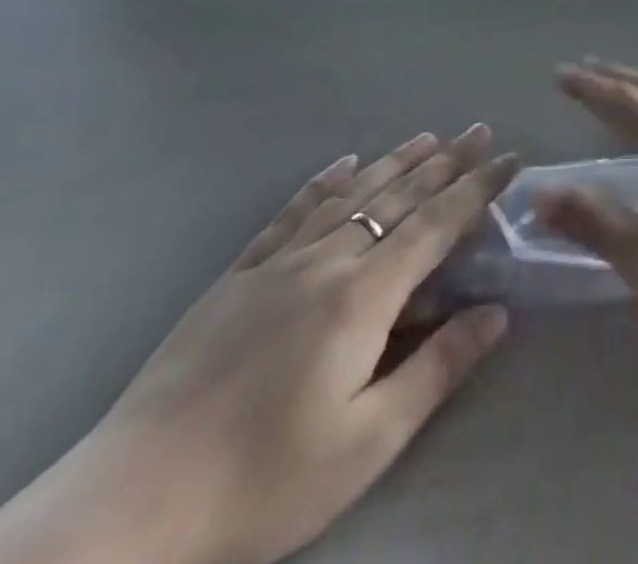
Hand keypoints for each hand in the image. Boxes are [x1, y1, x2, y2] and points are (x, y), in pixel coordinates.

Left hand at [0, 128, 518, 563]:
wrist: (127, 507)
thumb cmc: (262, 482)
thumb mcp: (367, 441)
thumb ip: (437, 367)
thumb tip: (497, 311)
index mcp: (363, 295)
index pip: (436, 224)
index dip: (477, 189)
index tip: (510, 159)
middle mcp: (326, 260)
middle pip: (398, 197)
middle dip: (446, 162)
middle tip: (479, 130)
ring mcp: (277, 264)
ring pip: (350, 195)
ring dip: (395, 162)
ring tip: (428, 136)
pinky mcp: (236, 278)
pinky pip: (290, 214)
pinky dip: (323, 183)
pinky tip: (341, 164)